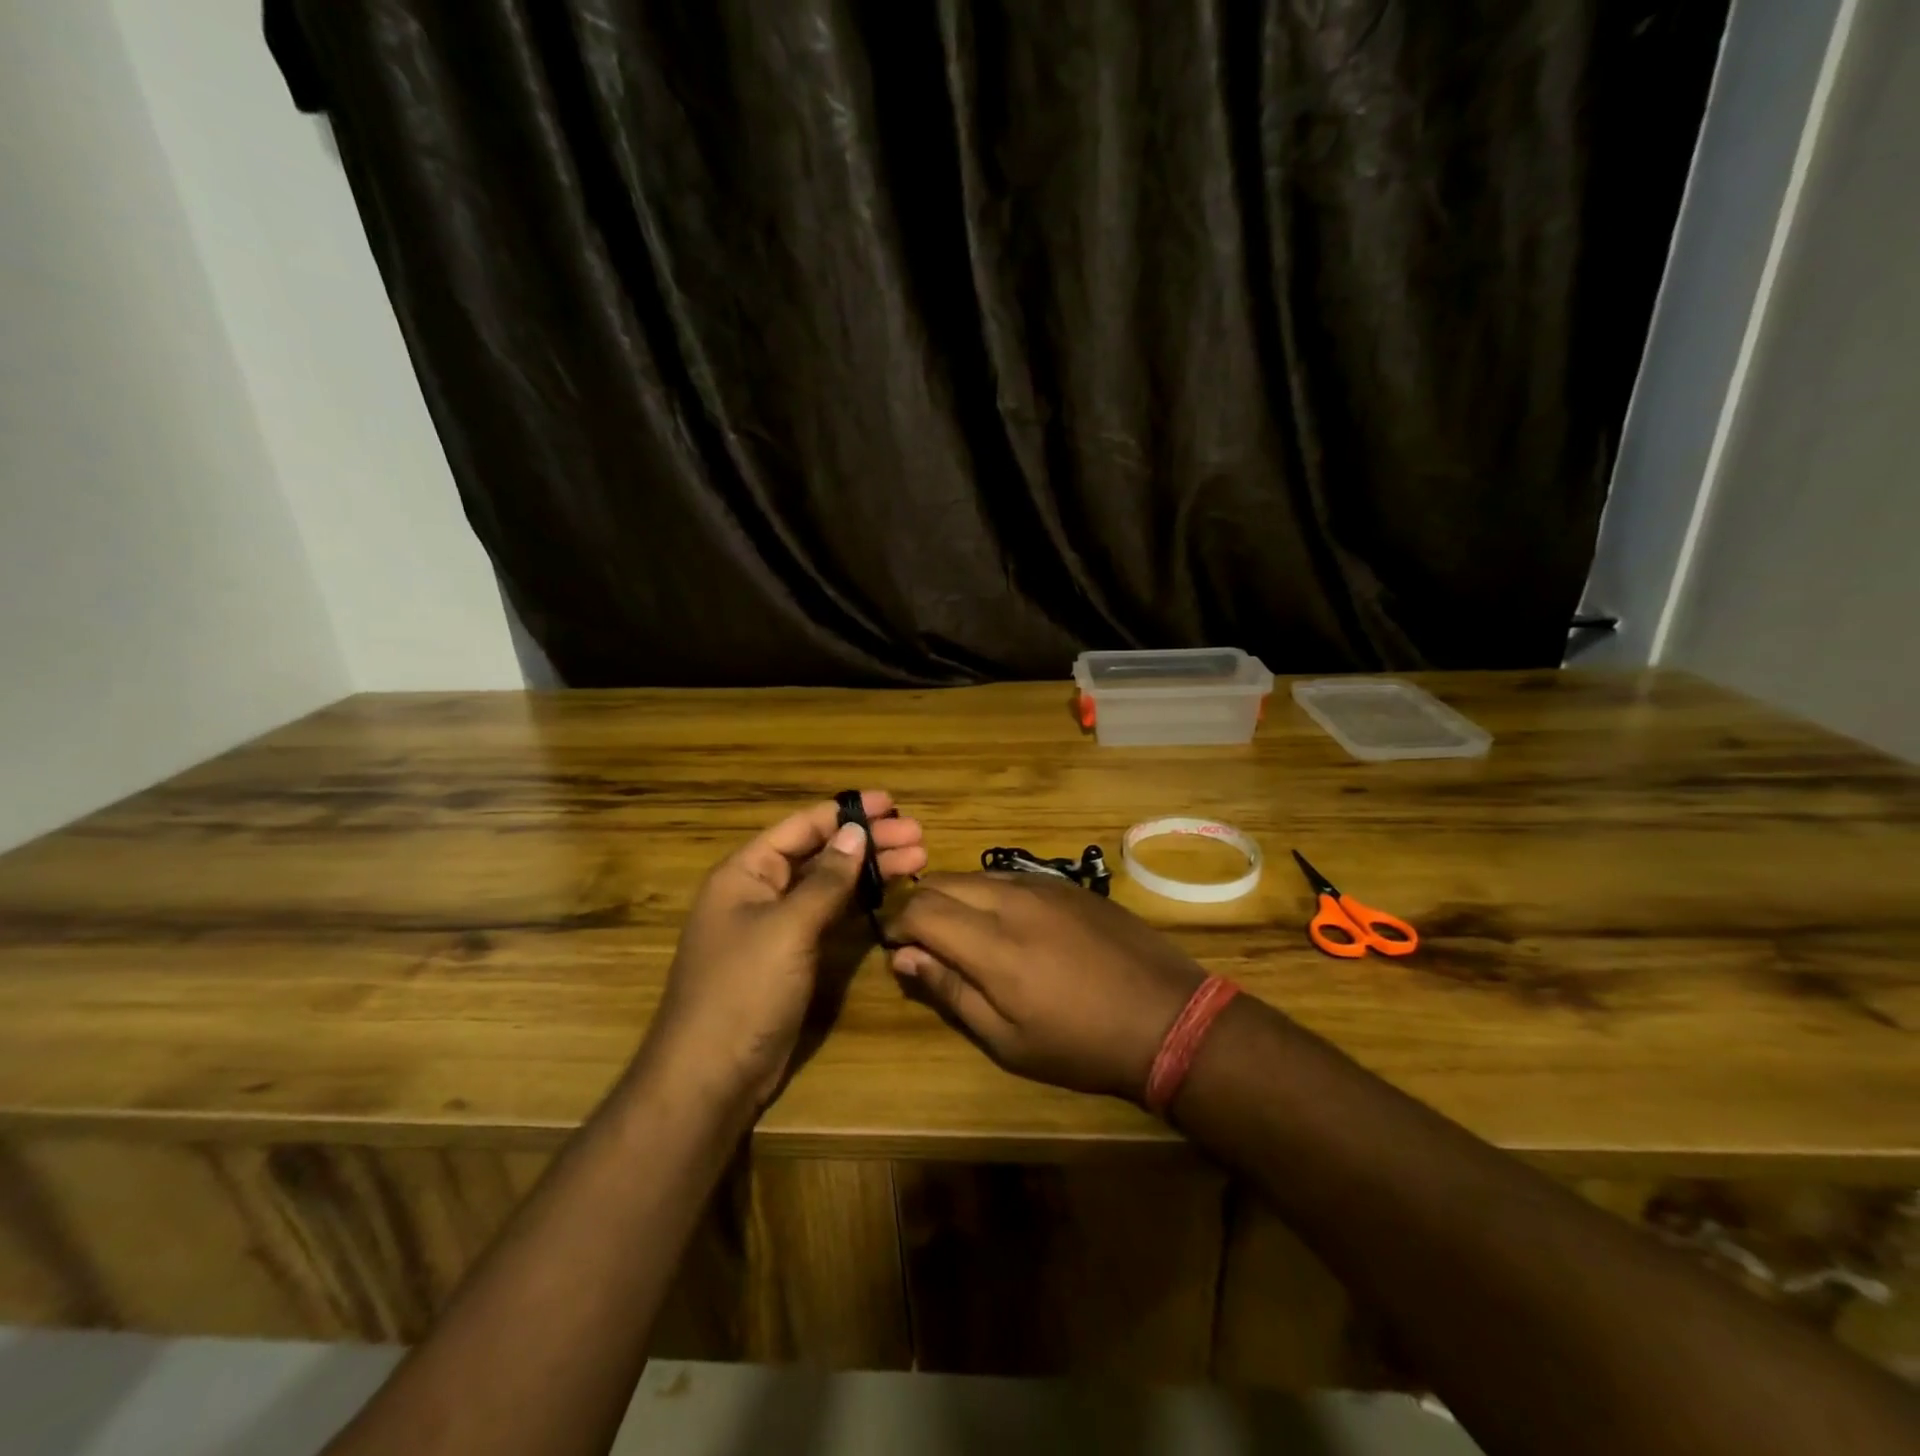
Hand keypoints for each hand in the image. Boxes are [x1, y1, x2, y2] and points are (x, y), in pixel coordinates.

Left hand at [648, 792, 925, 1106]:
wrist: (711, 1077)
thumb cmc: (743, 990)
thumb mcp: (787, 928)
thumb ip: (825, 880)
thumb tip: (856, 832)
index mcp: (746, 873)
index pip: (802, 827)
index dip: (847, 812)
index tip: (891, 803)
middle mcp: (760, 891)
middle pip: (820, 853)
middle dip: (869, 842)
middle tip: (918, 835)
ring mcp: (777, 926)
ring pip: (829, 885)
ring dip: (870, 871)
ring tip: (919, 860)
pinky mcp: (792, 957)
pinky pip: (829, 917)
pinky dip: (859, 903)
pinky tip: (889, 895)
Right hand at [884, 873, 1206, 1102]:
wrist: (1167, 1018)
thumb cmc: (1081, 1044)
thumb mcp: (1008, 1040)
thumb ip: (951, 991)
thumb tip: (904, 957)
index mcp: (992, 944)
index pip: (920, 909)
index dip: (898, 925)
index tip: (897, 949)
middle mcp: (1011, 900)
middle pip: (942, 881)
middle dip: (920, 906)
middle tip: (925, 942)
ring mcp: (1043, 886)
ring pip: (975, 874)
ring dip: (955, 896)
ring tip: (964, 933)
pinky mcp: (1067, 884)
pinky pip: (1011, 876)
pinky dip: (989, 892)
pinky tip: (1006, 923)